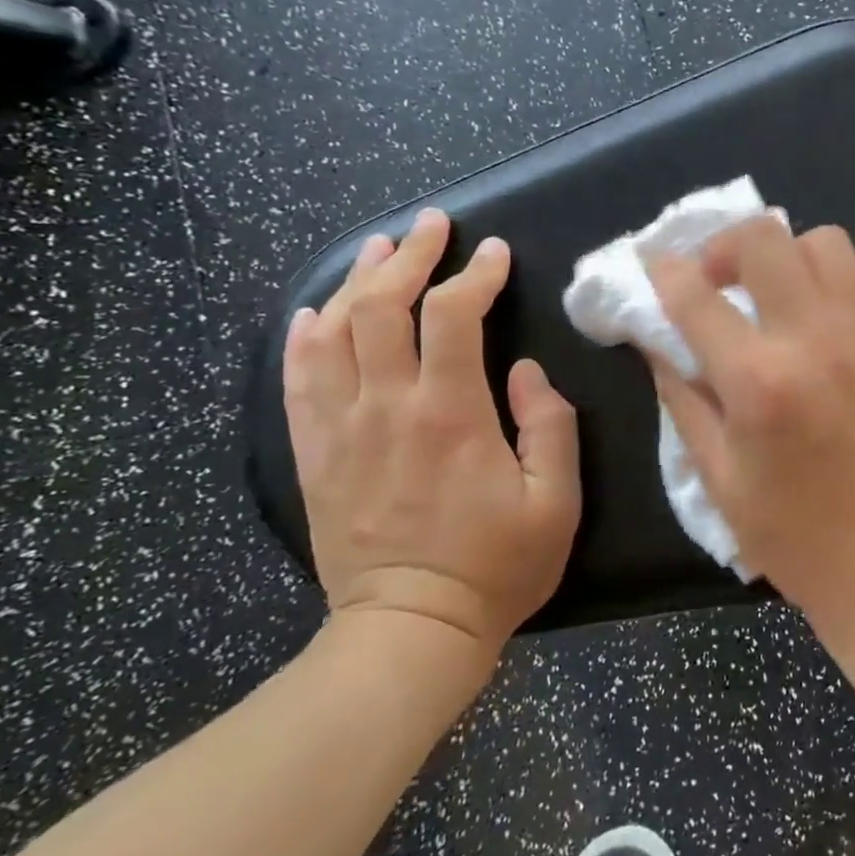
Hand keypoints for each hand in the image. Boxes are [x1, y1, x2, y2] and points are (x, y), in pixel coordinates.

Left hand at [283, 208, 580, 663]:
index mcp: (451, 414)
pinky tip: (315, 312)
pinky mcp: (316, 455)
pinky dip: (304, 338)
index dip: (475, 275)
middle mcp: (387, 408)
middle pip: (384, 308)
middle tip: (433, 225)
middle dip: (411, 257)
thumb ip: (550, 427)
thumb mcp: (556, 502)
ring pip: (335, 332)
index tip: (496, 253)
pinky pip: (298, 382)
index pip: (454, 317)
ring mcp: (342, 430)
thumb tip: (527, 372)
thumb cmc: (497, 567)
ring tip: (380, 247)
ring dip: (357, 281)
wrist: (411, 630)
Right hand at [647, 217, 854, 621]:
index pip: (696, 296)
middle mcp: (812, 340)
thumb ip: (684, 398)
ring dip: (787, 255)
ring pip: (825, 242)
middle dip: (726, 245)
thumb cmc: (792, 534)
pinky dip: (835, 280)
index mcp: (757, 381)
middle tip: (716, 280)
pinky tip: (819, 315)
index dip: (664, 272)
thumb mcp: (717, 476)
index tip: (655, 268)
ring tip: (772, 293)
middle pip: (766, 238)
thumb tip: (659, 342)